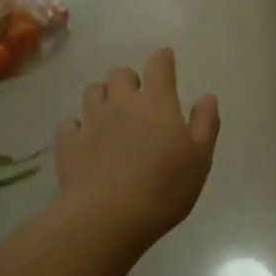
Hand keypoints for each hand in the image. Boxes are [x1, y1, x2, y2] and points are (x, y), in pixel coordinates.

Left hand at [54, 49, 219, 251]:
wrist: (109, 216)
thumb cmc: (164, 187)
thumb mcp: (199, 158)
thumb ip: (205, 124)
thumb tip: (207, 96)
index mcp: (157, 103)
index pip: (159, 66)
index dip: (163, 58)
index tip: (165, 59)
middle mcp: (121, 103)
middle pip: (120, 73)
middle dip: (129, 80)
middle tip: (137, 98)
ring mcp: (92, 120)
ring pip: (93, 91)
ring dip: (102, 96)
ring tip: (109, 114)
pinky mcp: (69, 142)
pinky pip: (69, 123)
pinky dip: (77, 127)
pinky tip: (83, 139)